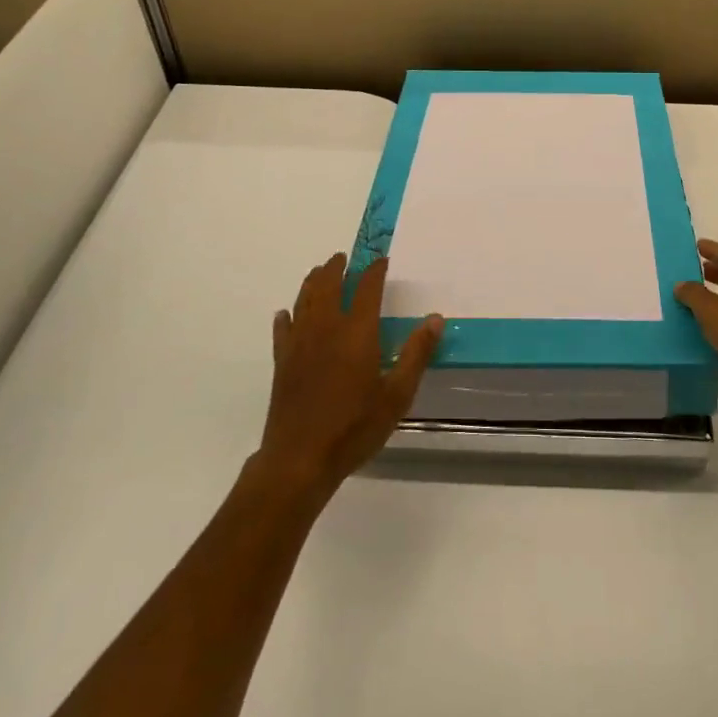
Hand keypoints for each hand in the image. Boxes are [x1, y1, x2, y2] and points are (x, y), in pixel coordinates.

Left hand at [258, 253, 442, 499]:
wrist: (300, 458)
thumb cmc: (354, 427)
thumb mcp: (397, 396)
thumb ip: (416, 354)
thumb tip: (435, 319)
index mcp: (357, 332)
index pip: (367, 287)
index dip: (375, 270)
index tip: (381, 260)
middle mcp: (326, 328)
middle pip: (329, 285)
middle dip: (337, 267)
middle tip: (343, 257)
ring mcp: (300, 343)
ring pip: (304, 300)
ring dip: (313, 282)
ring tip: (319, 271)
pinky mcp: (282, 362)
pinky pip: (283, 329)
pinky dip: (286, 316)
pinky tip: (286, 314)